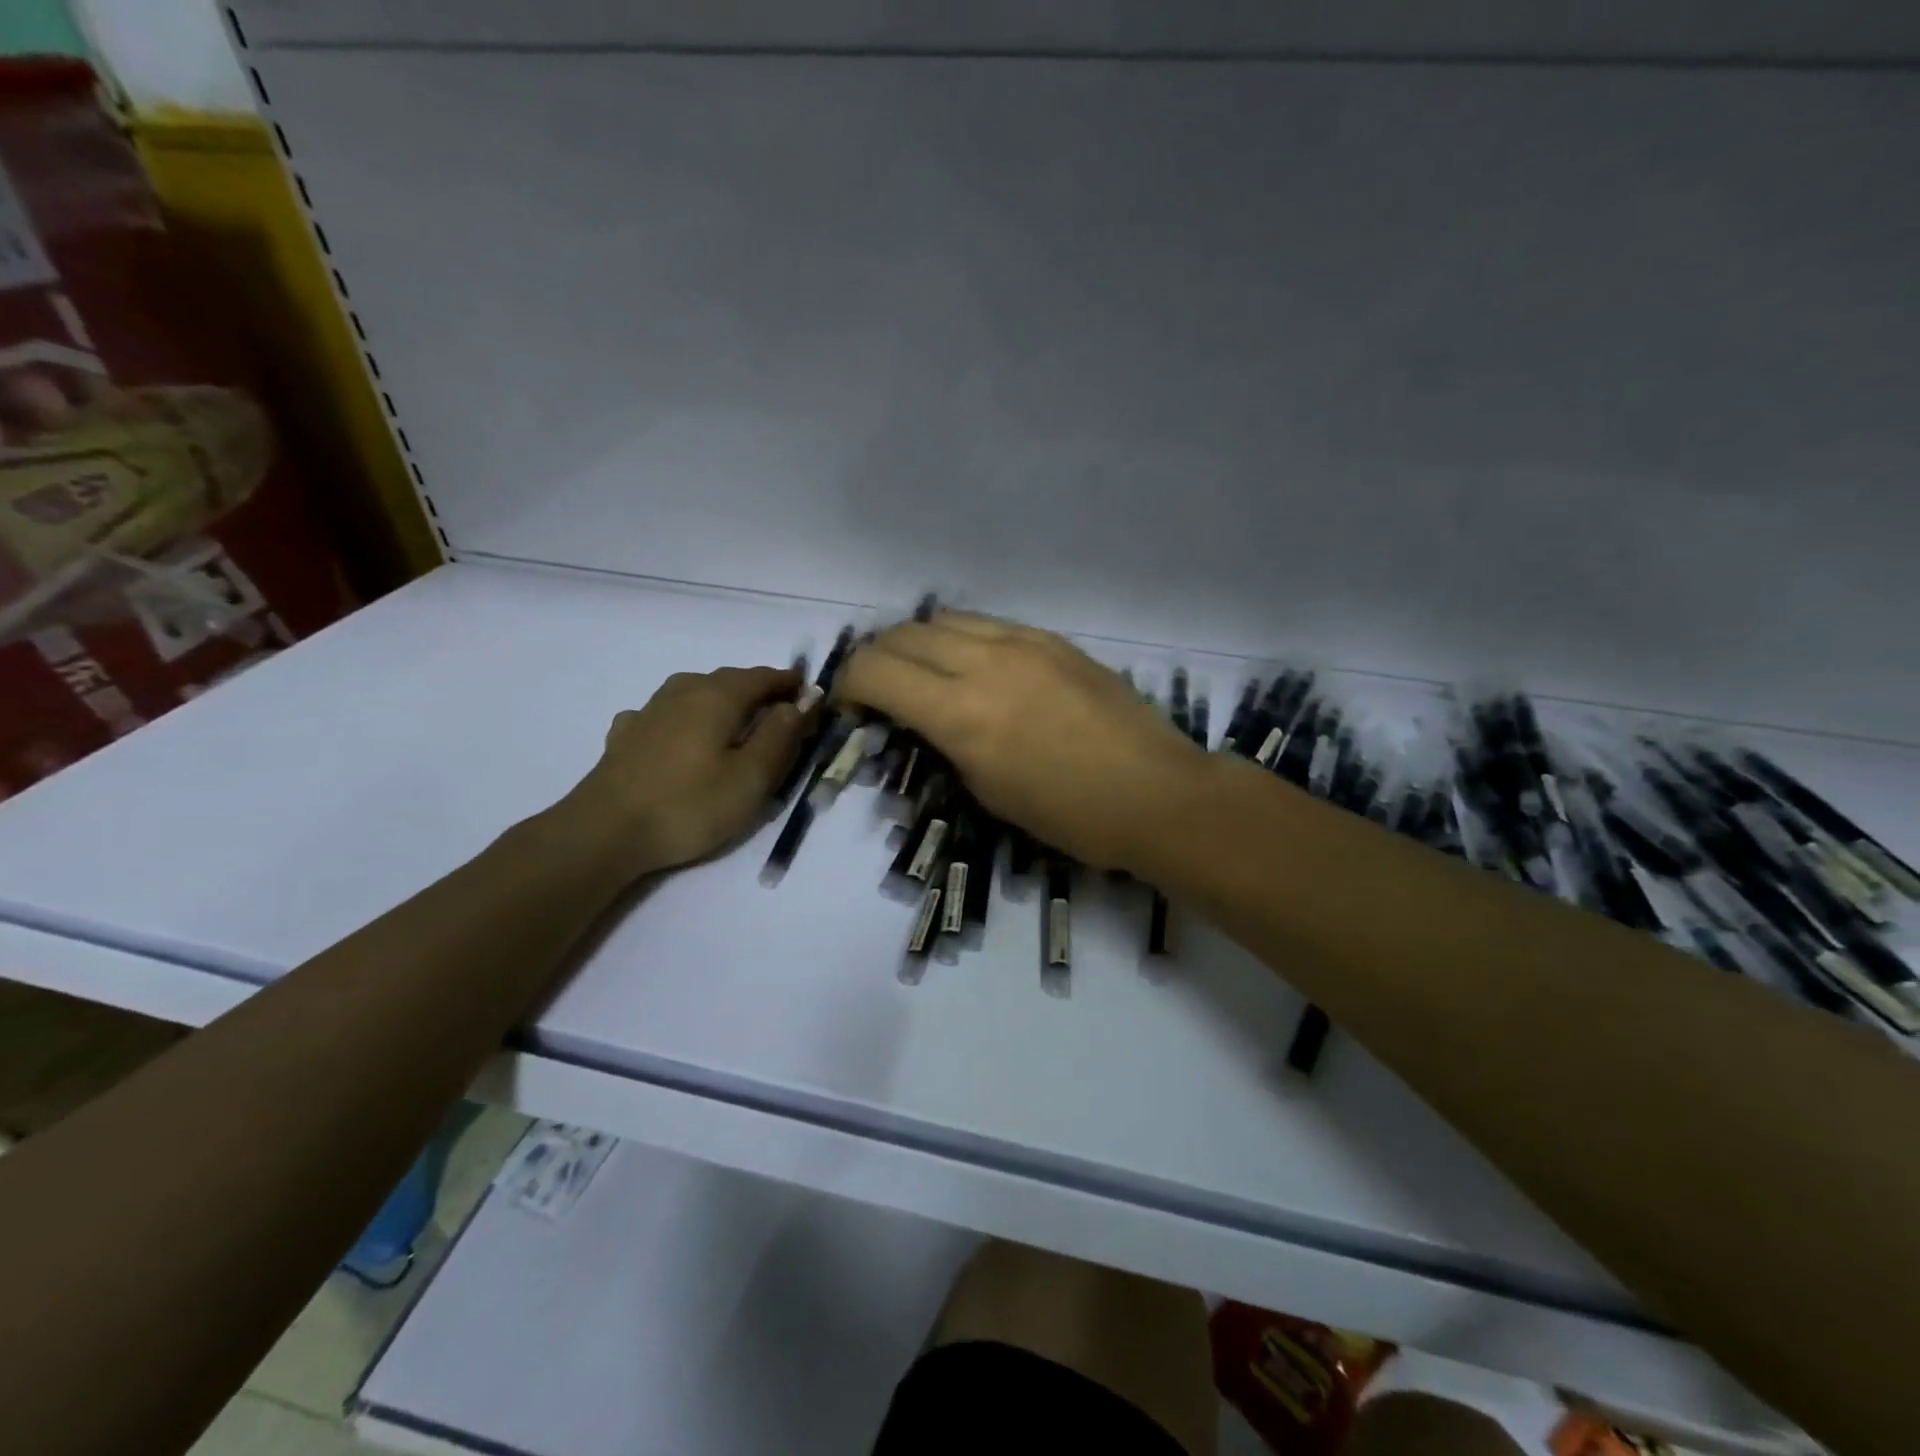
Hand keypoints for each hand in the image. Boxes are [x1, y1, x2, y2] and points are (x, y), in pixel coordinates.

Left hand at [561, 665, 815, 877]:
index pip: (765, 677)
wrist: (605, 832)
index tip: (813, 702)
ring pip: (697, 693)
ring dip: (724, 703)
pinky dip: (688, 720)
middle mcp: (684, 690)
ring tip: (737, 728)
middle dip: (761, 695)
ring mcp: (650, 709)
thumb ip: (782, 734)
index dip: (792, 686)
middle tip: (782, 720)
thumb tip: (803, 700)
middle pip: (731, 681)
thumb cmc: (690, 805)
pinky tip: (683, 739)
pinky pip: (669, 714)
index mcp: (719, 695)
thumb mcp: (753, 776)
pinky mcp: (627, 734)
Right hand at [835, 613, 1208, 870]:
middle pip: (903, 634)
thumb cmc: (1068, 814)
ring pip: (945, 618)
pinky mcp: (1053, 639)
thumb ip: (945, 744)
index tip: (851, 707)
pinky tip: (976, 666)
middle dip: (877, 659)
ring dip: (919, 642)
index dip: (848, 685)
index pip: (875, 671)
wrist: (1154, 792)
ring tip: (925, 672)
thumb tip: (925, 720)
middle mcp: (985, 662)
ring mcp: (1023, 642)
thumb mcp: (988, 791)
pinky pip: (989, 624)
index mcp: (961, 712)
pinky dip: (963, 639)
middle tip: (880, 689)